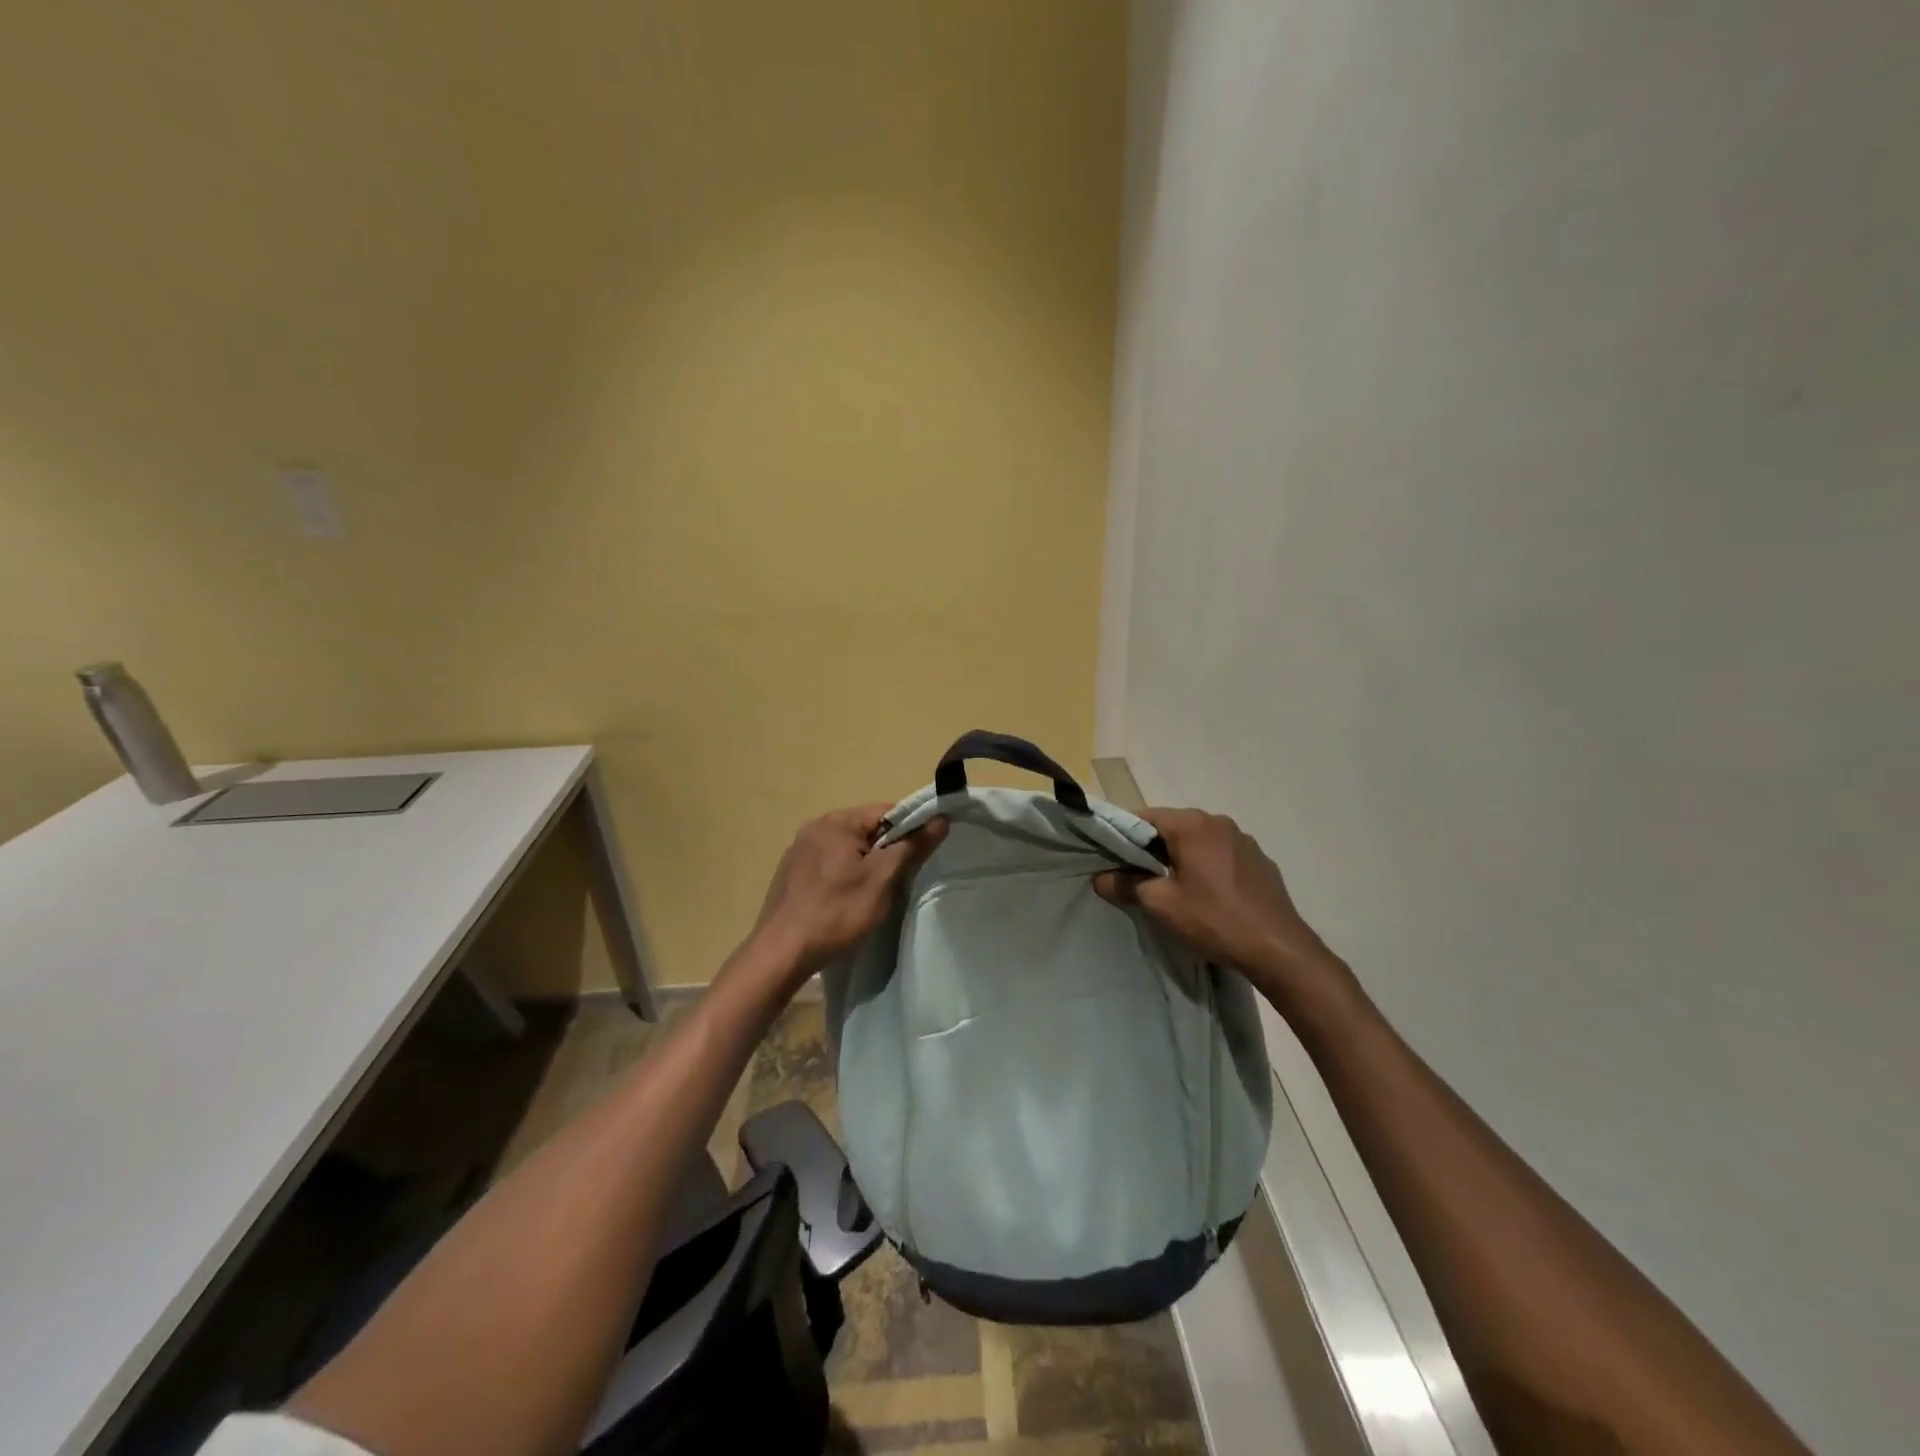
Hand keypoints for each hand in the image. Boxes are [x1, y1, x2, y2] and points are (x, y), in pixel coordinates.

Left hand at [748, 804, 947, 984]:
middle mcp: (815, 826)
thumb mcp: (882, 880)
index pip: (887, 811)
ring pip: (848, 847)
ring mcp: (799, 848)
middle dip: (887, 849)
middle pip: (866, 828)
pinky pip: (829, 861)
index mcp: (837, 821)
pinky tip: (845, 899)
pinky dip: (844, 874)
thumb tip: (940, 820)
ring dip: (866, 863)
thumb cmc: (836, 913)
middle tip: (899, 880)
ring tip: (874, 893)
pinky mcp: (791, 871)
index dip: (911, 829)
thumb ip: (911, 847)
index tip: (921, 856)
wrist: (781, 953)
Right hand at [1093, 808, 1342, 1006]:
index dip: (1124, 835)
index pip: (1144, 817)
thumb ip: (1125, 885)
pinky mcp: (1259, 860)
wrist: (1279, 949)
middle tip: (1137, 877)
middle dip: (1152, 848)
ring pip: (1198, 841)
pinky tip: (1206, 895)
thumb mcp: (1161, 905)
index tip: (1112, 858)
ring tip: (1172, 888)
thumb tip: (1100, 877)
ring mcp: (1243, 840)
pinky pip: (1221, 854)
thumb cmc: (1214, 920)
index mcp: (1192, 824)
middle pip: (1172, 827)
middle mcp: (1218, 822)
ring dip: (1181, 857)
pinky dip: (1206, 866)